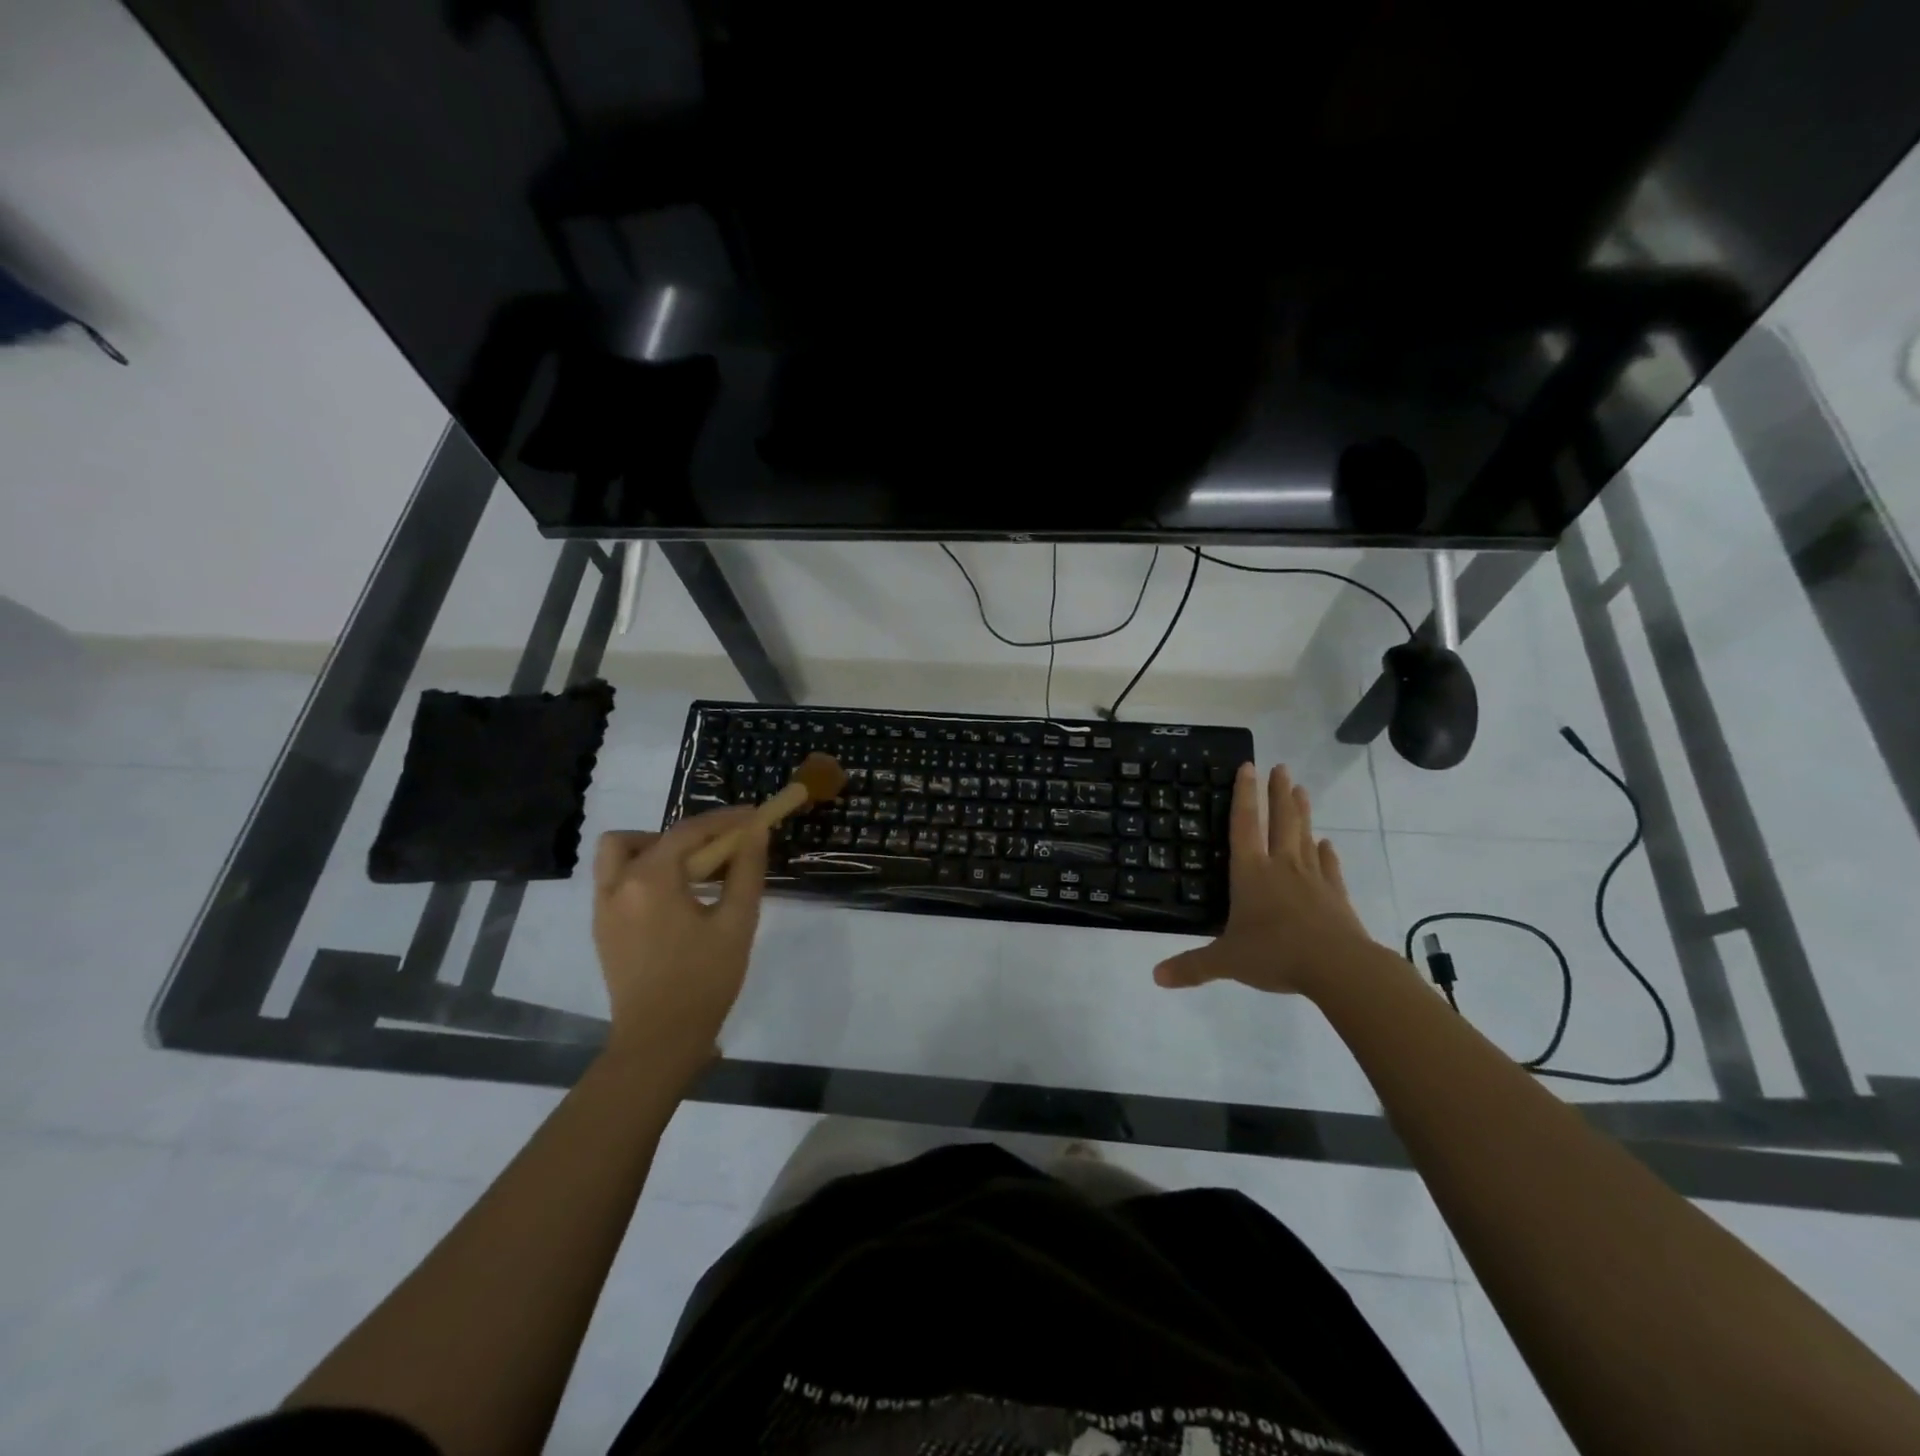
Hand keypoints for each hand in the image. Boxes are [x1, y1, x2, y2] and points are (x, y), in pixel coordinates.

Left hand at [592, 808, 767, 1085]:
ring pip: (619, 857)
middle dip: (683, 835)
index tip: (754, 816)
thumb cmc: (704, 980)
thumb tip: (756, 830)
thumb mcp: (737, 923)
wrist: (659, 1041)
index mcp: (650, 880)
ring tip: (692, 874)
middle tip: (716, 852)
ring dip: (654, 852)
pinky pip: (617, 883)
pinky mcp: (602, 930)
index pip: (688, 832)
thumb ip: (746, 870)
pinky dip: (644, 876)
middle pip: (642, 837)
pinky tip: (676, 901)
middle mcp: (617, 886)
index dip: (724, 820)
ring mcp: (603, 909)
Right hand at [1154, 763, 1377, 997]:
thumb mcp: (1226, 961)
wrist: (1338, 967)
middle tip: (1281, 767)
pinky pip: (1329, 868)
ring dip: (1302, 813)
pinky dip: (1327, 855)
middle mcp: (1281, 867)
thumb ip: (1192, 966)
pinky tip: (1328, 845)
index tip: (1249, 766)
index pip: (1243, 825)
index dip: (1244, 795)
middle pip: (1280, 821)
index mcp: (1250, 873)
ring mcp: (1312, 879)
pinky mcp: (1335, 897)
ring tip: (1301, 790)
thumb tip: (1156, 977)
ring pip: (1305, 837)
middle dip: (1278, 793)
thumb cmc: (1275, 954)